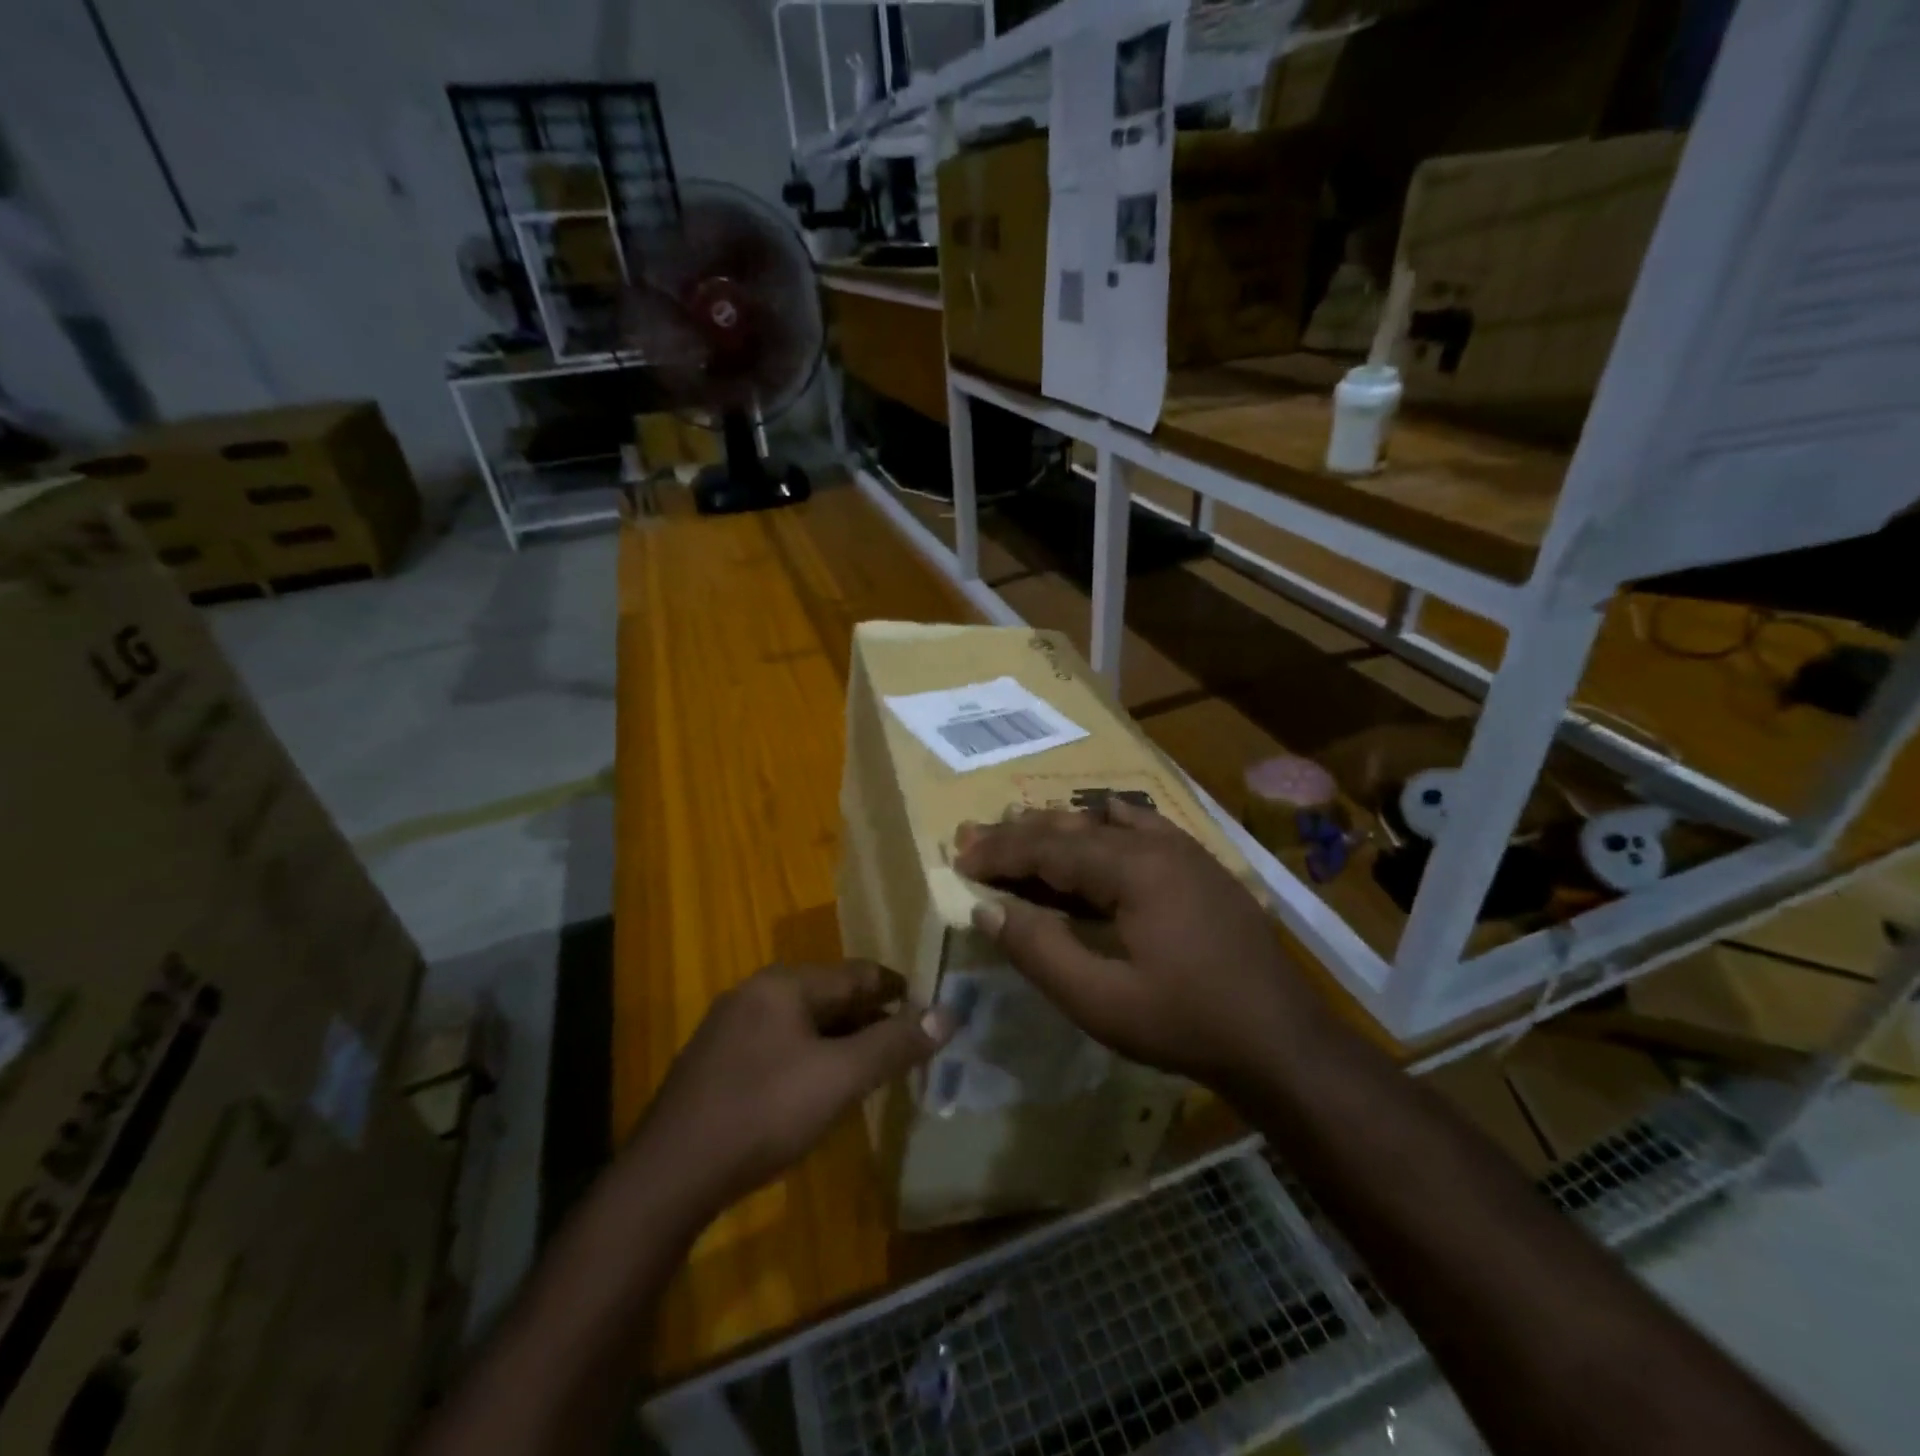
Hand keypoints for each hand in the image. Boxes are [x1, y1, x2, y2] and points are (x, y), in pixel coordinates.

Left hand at [625, 961, 951, 1217]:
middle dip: (871, 1018)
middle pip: (830, 996)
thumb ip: (895, 1044)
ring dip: (842, 1040)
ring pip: (804, 1023)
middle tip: (908, 1043)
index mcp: (784, 984)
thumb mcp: (840, 1078)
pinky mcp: (717, 1063)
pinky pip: (780, 1046)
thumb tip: (950, 1014)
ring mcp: (731, 1027)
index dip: (898, 990)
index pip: (857, 973)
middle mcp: (756, 993)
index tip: (930, 1008)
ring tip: (874, 1066)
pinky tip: (822, 1087)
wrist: (670, 1176)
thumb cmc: (764, 1113)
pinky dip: (812, 1057)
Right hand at [954, 802, 1324, 1086]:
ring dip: (1058, 829)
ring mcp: (1185, 850)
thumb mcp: (1101, 1002)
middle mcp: (1158, 844)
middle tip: (974, 840)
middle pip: (1073, 828)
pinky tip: (1095, 833)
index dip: (1000, 853)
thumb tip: (988, 909)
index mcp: (1134, 869)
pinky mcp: (1200, 865)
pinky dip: (1104, 826)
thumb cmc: (1185, 1024)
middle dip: (1020, 834)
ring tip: (1020, 833)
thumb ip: (1040, 951)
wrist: (1282, 1041)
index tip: (960, 859)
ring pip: (1106, 822)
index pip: (1049, 848)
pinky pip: (1142, 827)